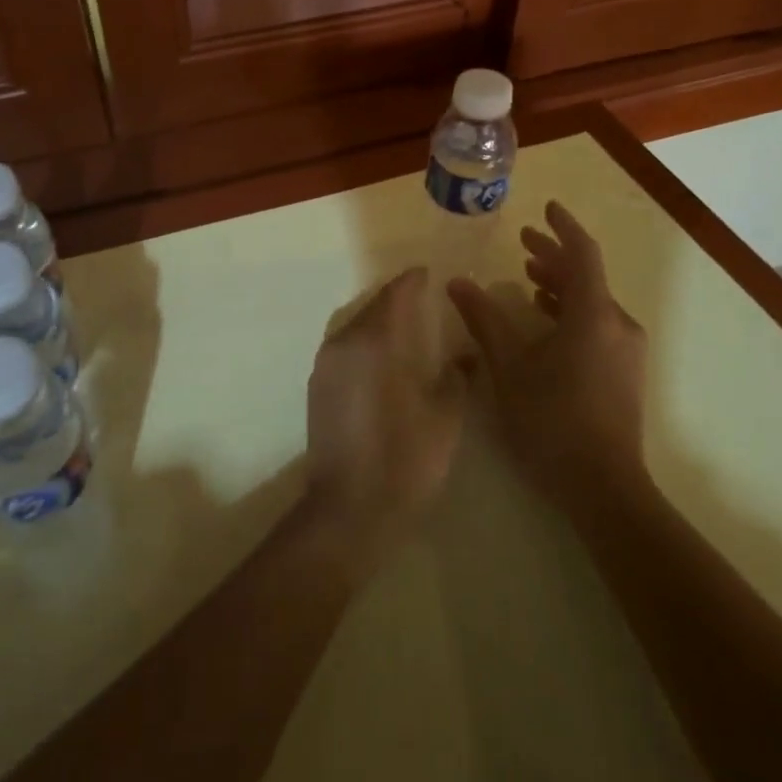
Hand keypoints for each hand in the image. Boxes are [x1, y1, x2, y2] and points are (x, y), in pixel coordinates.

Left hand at [302, 268, 466, 565]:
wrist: (350, 508)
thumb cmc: (405, 459)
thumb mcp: (445, 417)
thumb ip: (455, 377)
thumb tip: (464, 355)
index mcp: (376, 342)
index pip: (395, 296)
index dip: (412, 281)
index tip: (427, 272)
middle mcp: (344, 343)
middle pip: (372, 308)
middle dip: (396, 300)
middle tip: (421, 298)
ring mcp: (325, 364)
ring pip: (355, 326)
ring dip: (378, 320)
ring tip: (404, 326)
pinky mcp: (317, 386)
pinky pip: (344, 347)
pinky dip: (364, 342)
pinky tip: (382, 358)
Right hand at [447, 202, 649, 513]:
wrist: (603, 487)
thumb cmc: (551, 420)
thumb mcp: (509, 367)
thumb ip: (484, 320)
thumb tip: (457, 282)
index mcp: (593, 315)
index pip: (582, 254)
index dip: (563, 227)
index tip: (546, 207)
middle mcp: (617, 325)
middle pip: (587, 276)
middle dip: (554, 256)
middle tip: (523, 242)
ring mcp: (625, 351)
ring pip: (592, 302)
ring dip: (561, 284)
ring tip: (528, 278)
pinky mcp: (624, 373)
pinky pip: (597, 324)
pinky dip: (571, 310)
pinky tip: (545, 321)